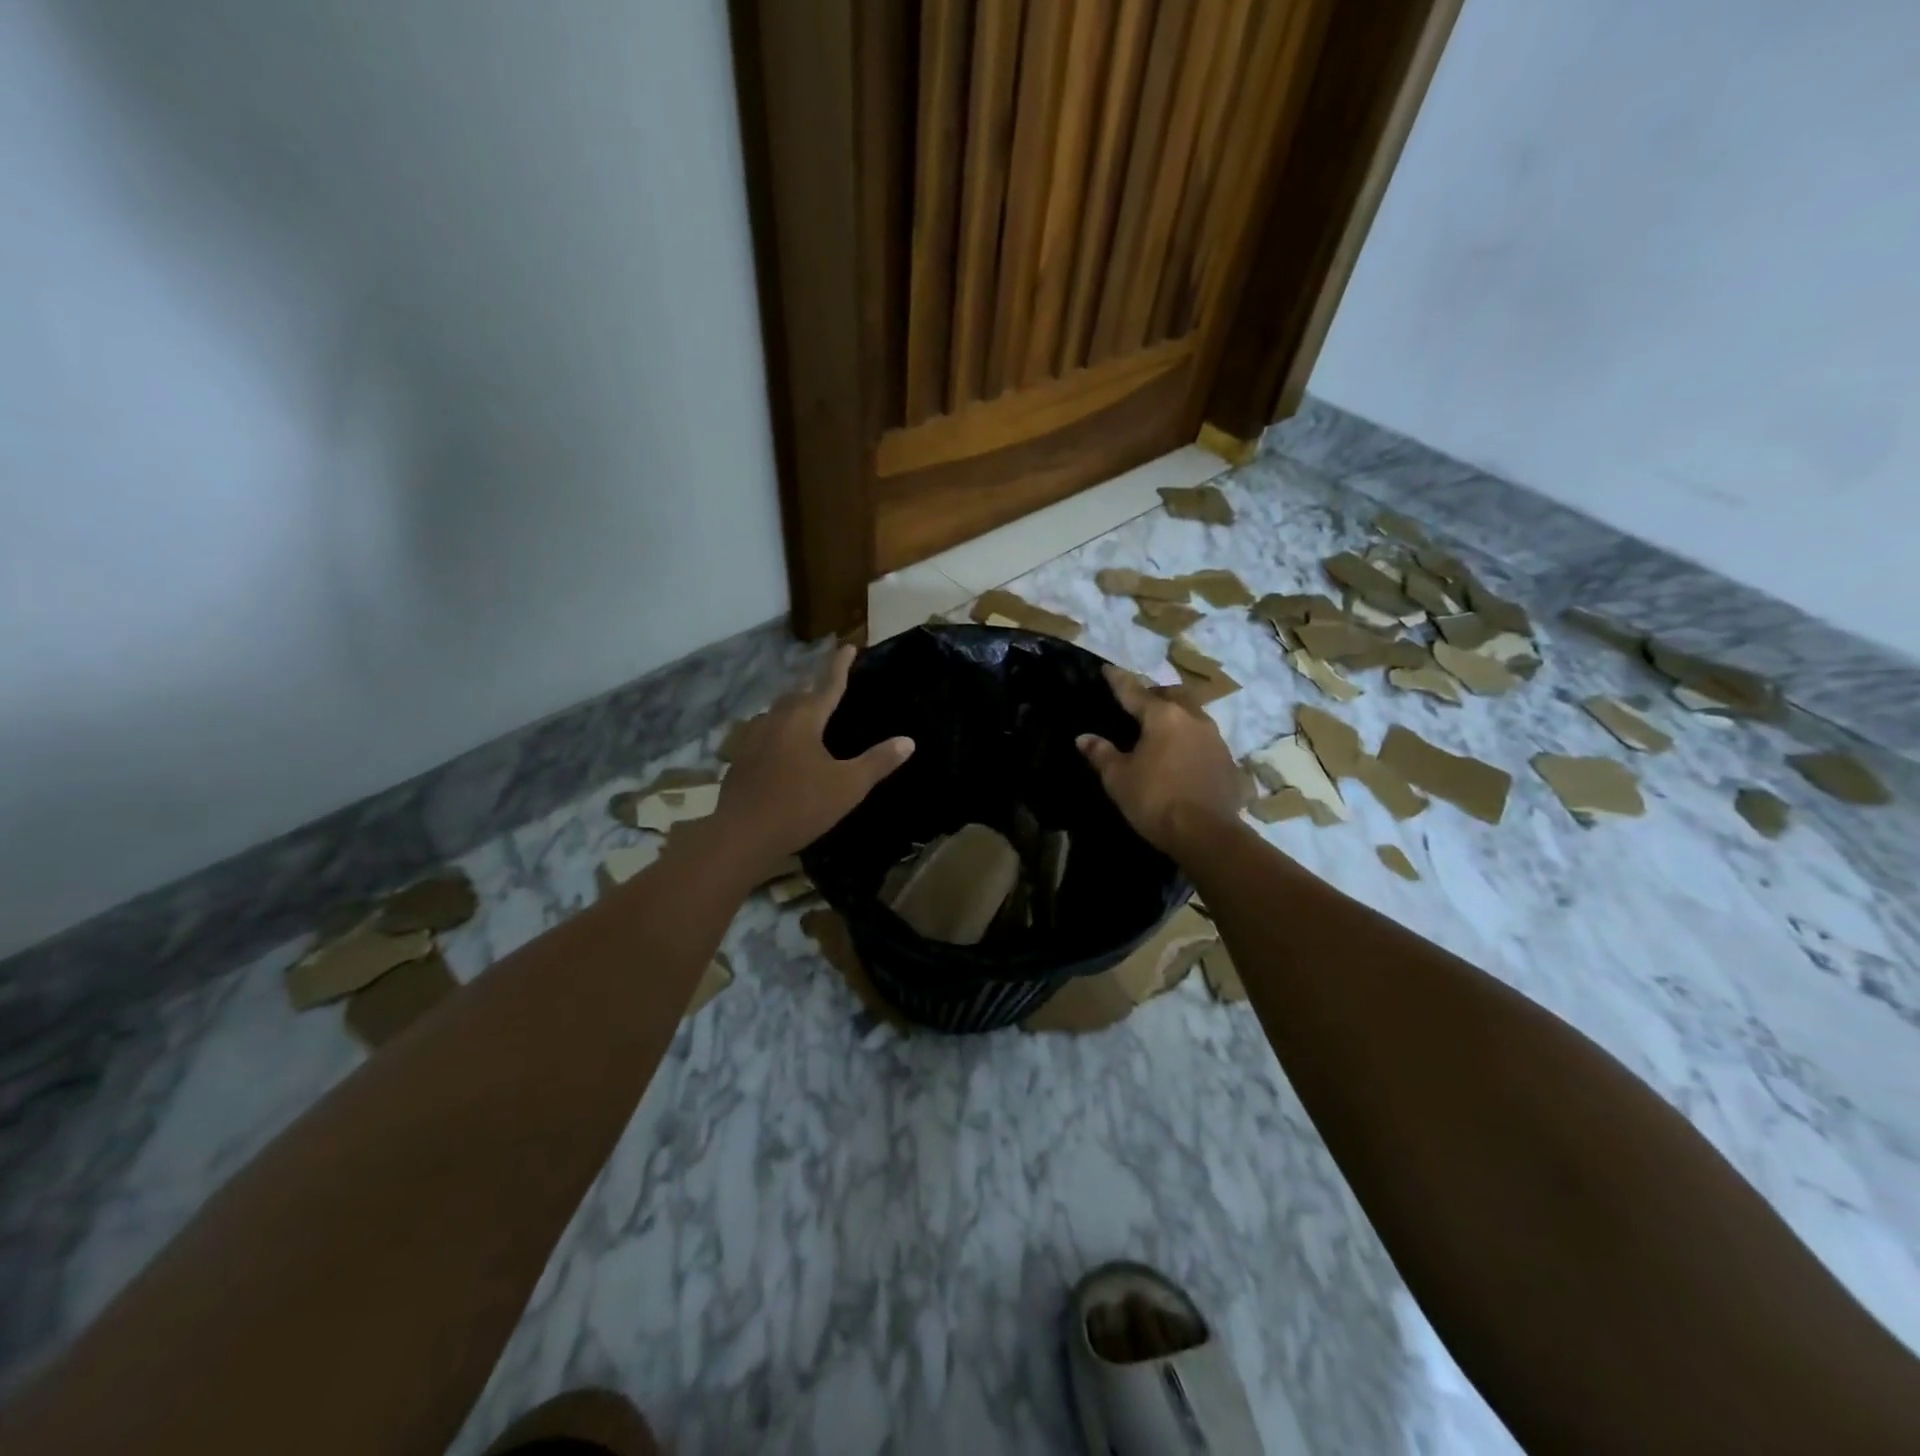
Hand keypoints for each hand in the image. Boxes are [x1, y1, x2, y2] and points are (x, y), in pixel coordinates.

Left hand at [710, 644, 913, 876]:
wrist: (743, 834)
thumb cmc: (801, 806)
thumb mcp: (848, 786)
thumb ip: (878, 762)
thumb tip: (908, 741)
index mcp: (804, 720)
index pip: (828, 684)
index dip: (840, 665)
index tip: (848, 646)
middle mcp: (776, 720)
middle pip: (798, 693)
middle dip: (815, 684)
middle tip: (829, 680)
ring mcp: (753, 738)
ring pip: (778, 711)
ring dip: (794, 706)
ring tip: (807, 711)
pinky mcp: (740, 758)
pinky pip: (764, 732)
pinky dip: (779, 730)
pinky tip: (781, 745)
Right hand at [1077, 664, 1247, 856]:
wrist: (1206, 834)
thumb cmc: (1155, 800)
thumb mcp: (1119, 778)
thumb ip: (1101, 754)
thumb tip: (1083, 738)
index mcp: (1163, 717)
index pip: (1134, 691)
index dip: (1118, 680)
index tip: (1107, 669)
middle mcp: (1193, 719)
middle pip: (1172, 695)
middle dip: (1155, 694)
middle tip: (1139, 703)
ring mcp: (1216, 739)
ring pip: (1193, 715)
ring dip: (1177, 715)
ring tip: (1162, 729)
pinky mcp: (1228, 761)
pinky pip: (1205, 740)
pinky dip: (1190, 740)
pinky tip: (1183, 755)